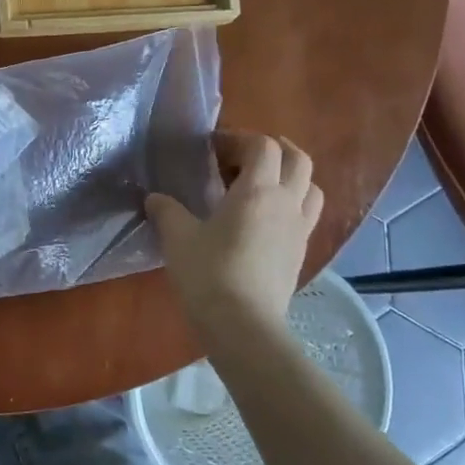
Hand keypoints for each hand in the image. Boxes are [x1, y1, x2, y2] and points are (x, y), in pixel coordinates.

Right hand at [146, 132, 323, 341]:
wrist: (243, 325)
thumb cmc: (208, 274)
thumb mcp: (178, 238)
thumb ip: (166, 211)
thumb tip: (154, 198)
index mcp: (257, 190)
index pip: (262, 146)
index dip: (239, 139)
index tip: (213, 148)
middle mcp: (286, 202)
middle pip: (298, 159)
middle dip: (274, 149)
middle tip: (243, 158)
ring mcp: (299, 229)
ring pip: (310, 186)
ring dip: (290, 176)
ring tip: (262, 186)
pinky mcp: (300, 252)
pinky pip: (306, 215)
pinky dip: (291, 204)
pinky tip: (265, 220)